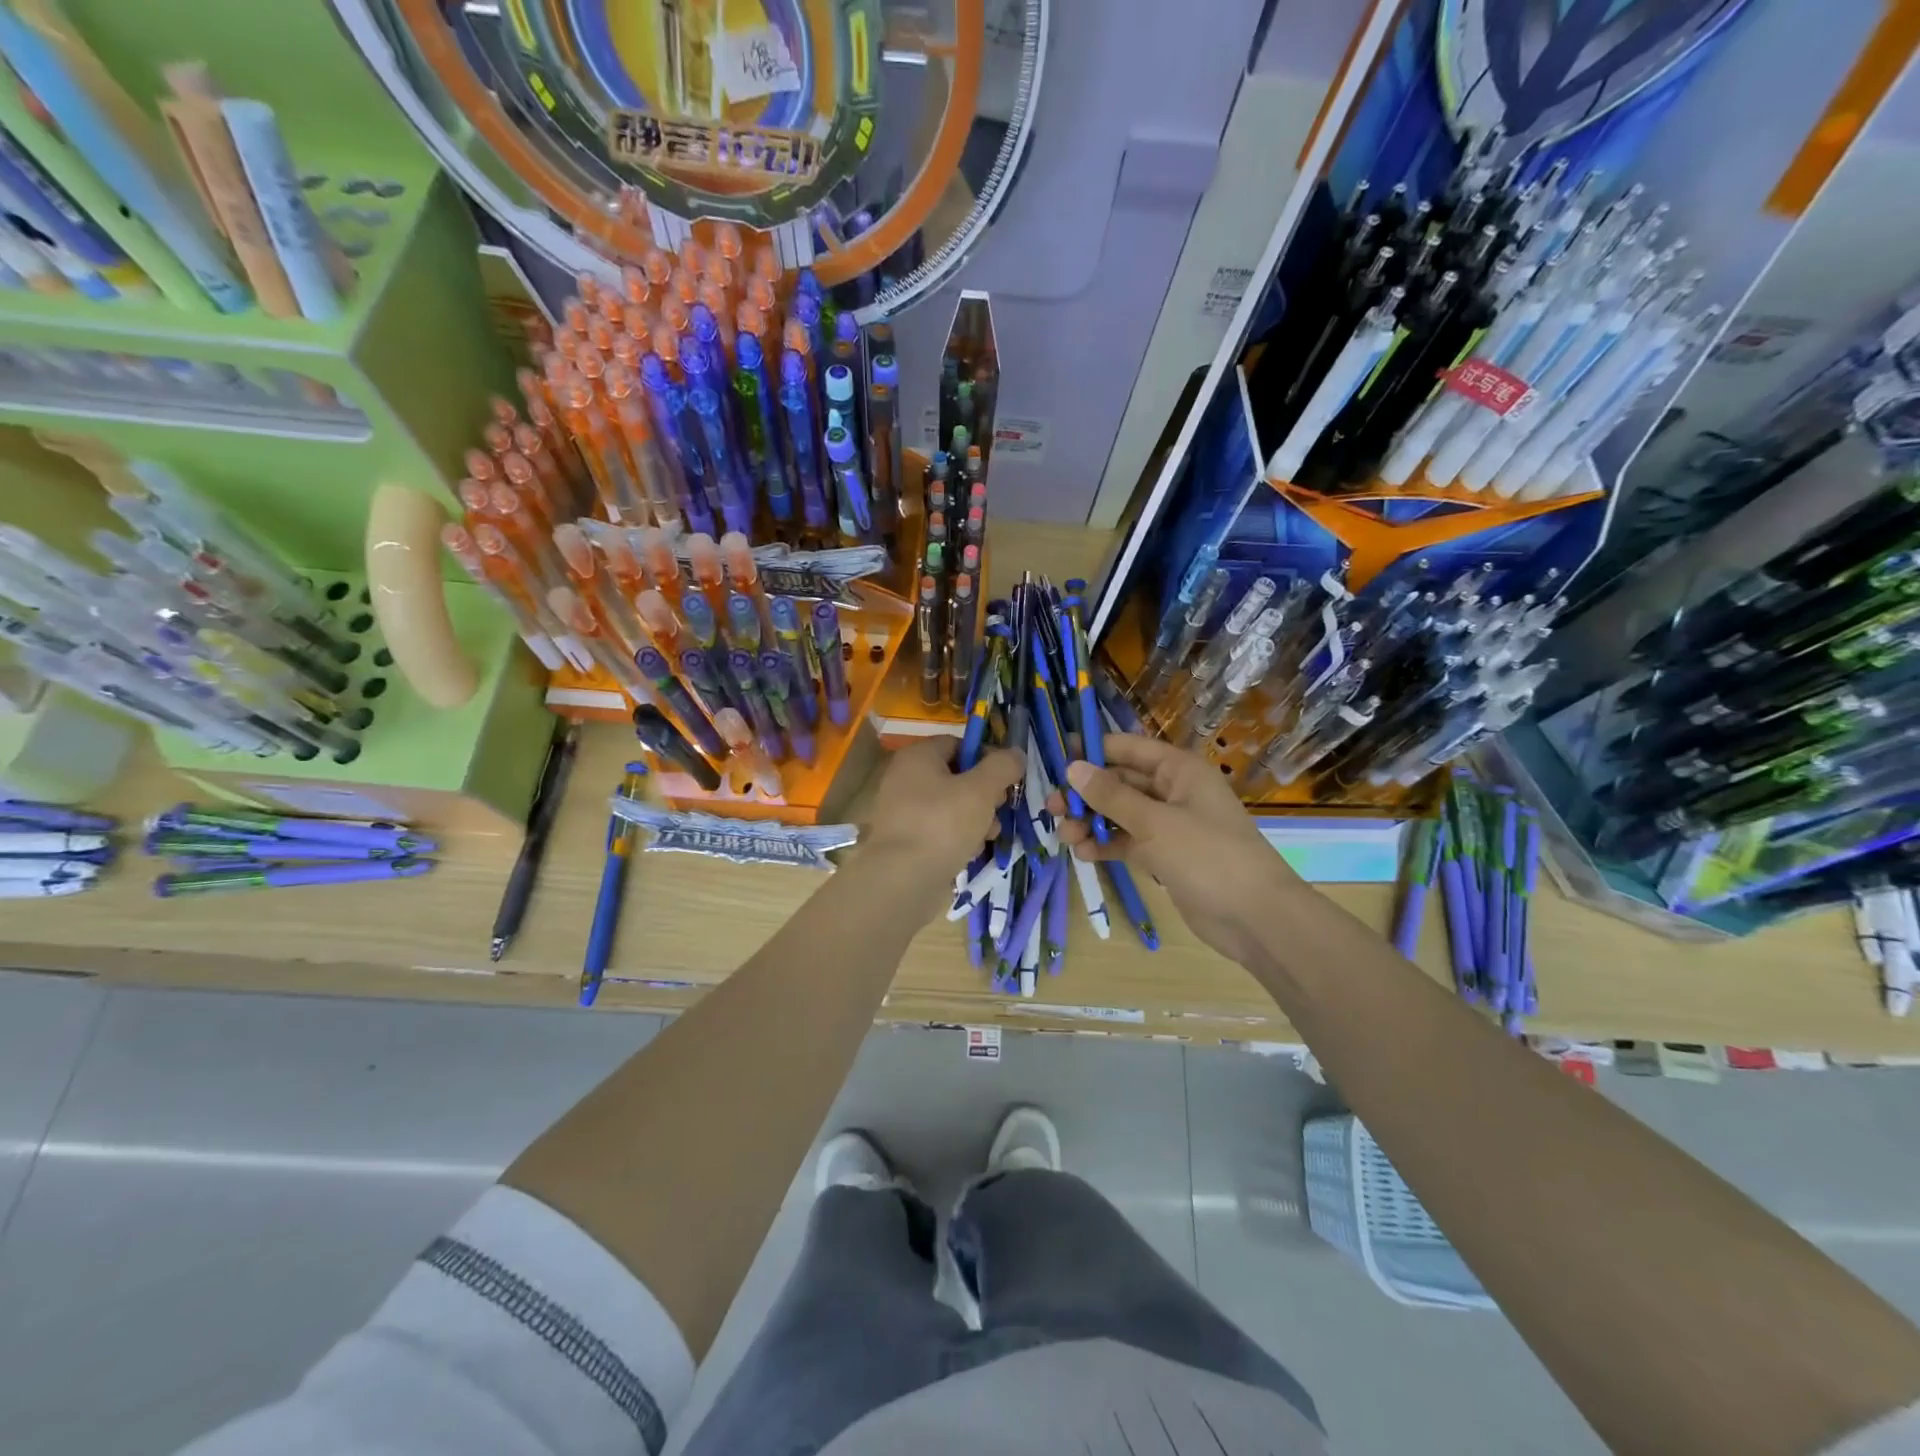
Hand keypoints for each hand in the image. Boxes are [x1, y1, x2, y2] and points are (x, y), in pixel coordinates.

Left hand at [864, 737, 1022, 895]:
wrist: (902, 880)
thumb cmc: (942, 824)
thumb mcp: (980, 790)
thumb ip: (1002, 767)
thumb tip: (1015, 754)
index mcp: (918, 757)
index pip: (958, 743)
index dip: (987, 756)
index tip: (1008, 777)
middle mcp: (906, 779)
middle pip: (957, 776)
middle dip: (985, 793)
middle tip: (1001, 808)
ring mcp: (904, 811)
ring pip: (952, 806)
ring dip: (977, 818)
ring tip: (990, 835)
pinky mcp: (907, 841)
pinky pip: (941, 830)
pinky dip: (959, 838)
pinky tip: (970, 852)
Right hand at [1053, 734, 1303, 965]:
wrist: (1255, 917)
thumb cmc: (1207, 856)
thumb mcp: (1154, 822)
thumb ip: (1111, 796)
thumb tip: (1073, 768)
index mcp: (1178, 770)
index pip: (1127, 748)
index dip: (1091, 751)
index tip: (1055, 760)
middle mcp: (1173, 791)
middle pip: (1120, 782)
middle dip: (1086, 794)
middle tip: (1051, 809)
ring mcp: (1170, 826)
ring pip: (1121, 814)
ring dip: (1092, 822)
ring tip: (1065, 837)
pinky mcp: (1166, 856)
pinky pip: (1129, 842)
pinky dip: (1108, 845)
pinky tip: (1085, 854)